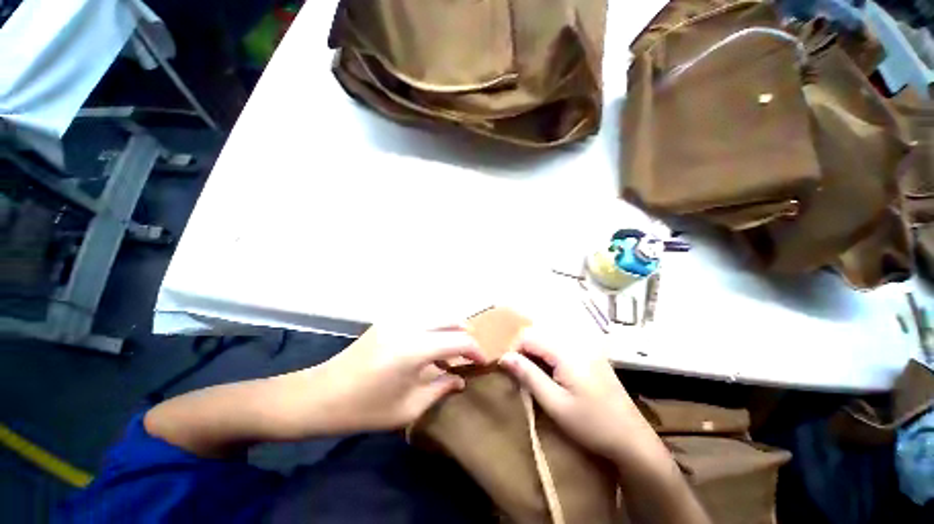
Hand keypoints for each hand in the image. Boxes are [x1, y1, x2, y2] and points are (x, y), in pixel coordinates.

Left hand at [287, 326, 486, 435]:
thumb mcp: (408, 408)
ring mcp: (397, 319)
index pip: (459, 341)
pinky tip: (428, 350)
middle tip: (469, 356)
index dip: (475, 351)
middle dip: (465, 336)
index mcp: (415, 348)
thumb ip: (440, 389)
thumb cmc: (364, 409)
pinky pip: (421, 319)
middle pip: (451, 320)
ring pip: (437, 316)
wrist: (319, 395)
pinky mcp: (389, 320)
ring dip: (449, 331)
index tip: (482, 363)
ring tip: (451, 354)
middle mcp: (410, 325)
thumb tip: (460, 379)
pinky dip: (433, 330)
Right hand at [498, 330, 655, 463]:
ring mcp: (586, 346)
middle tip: (523, 376)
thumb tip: (504, 357)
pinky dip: (550, 354)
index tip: (512, 372)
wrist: (632, 439)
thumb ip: (528, 375)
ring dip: (537, 352)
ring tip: (536, 376)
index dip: (514, 350)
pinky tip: (554, 374)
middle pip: (539, 333)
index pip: (528, 336)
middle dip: (525, 351)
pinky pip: (562, 344)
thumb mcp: (555, 403)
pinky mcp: (592, 353)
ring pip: (549, 338)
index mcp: (566, 351)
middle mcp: (576, 341)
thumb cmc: (592, 424)